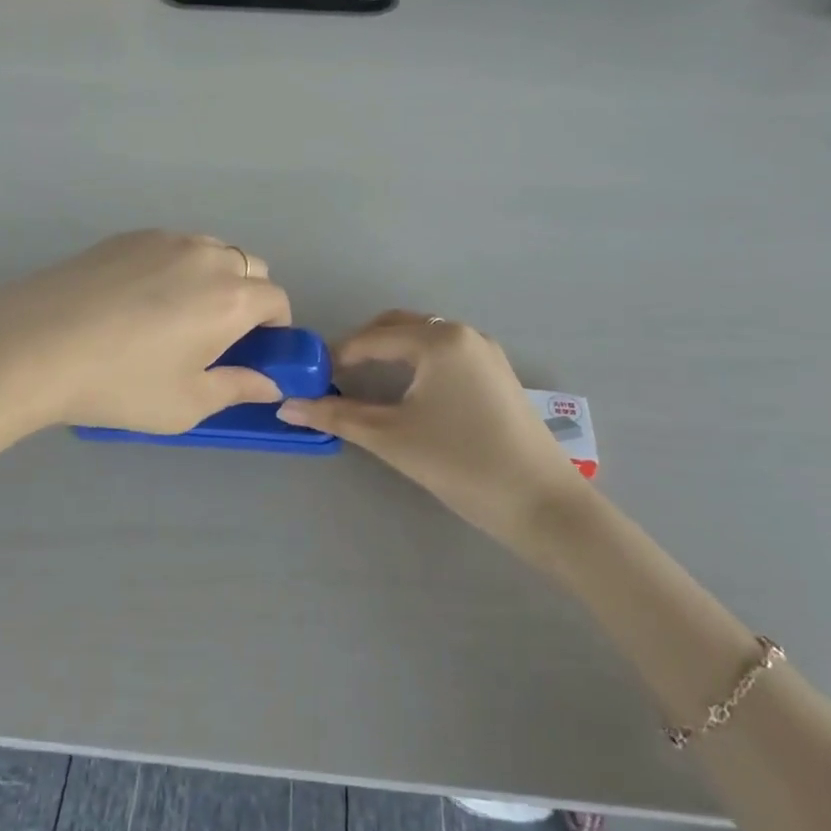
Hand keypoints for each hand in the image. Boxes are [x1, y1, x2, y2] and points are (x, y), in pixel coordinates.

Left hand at [0, 231, 291, 434]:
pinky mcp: (127, 236)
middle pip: (250, 267)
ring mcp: (165, 239)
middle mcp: (207, 257)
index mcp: (231, 298)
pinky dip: (174, 267)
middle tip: (214, 336)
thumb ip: (237, 388)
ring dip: (212, 277)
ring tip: (174, 314)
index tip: (253, 351)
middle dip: (247, 298)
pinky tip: (137, 299)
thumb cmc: (120, 384)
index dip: (275, 327)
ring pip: (210, 251)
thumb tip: (269, 383)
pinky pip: (171, 246)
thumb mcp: (186, 403)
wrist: (33, 346)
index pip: (277, 299)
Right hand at [278, 312, 588, 542]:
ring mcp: (486, 353)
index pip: (372, 338)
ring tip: (366, 385)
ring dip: (391, 354)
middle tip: (336, 378)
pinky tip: (408, 394)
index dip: (337, 356)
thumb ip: (337, 416)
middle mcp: (463, 334)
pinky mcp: (499, 375)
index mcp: (438, 340)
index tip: (312, 379)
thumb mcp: (391, 438)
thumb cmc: (461, 463)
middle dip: (363, 347)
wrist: (543, 503)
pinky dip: (417, 364)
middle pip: (399, 327)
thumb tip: (287, 406)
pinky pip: (446, 355)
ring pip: (424, 340)